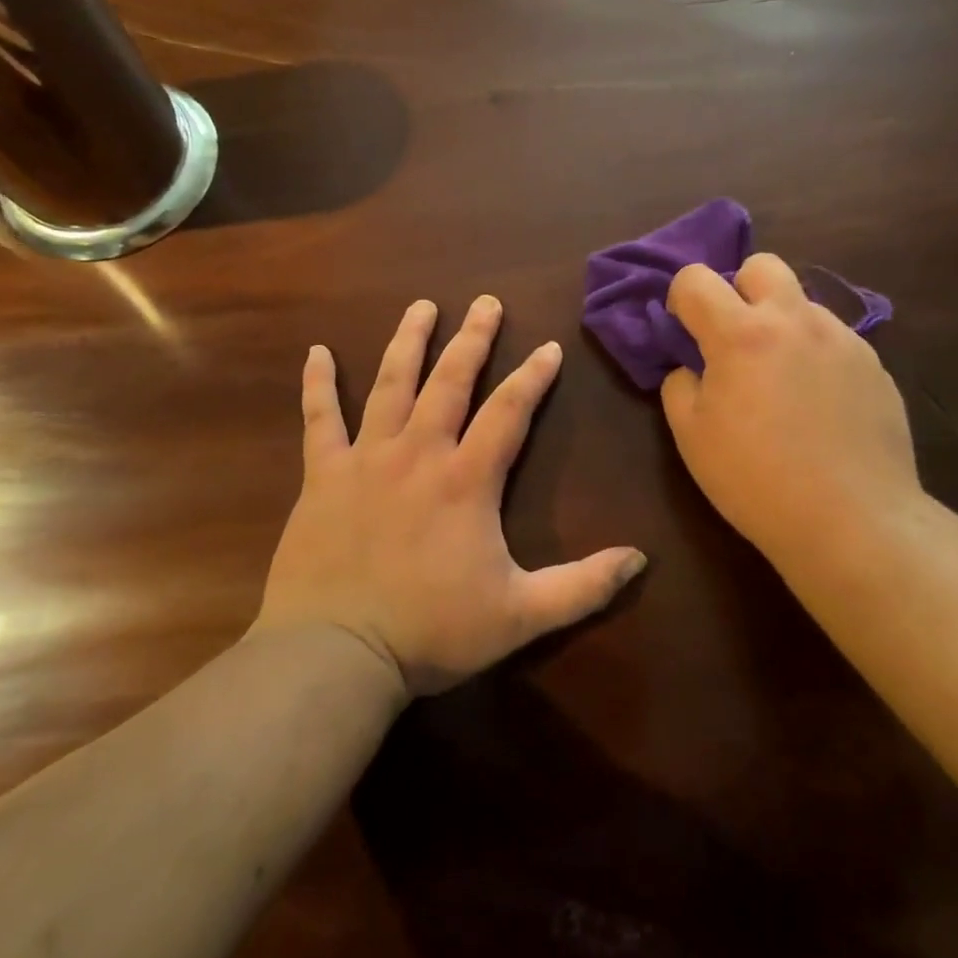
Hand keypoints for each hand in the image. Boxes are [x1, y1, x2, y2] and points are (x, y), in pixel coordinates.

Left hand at [255, 296, 646, 695]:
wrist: (335, 654)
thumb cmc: (430, 632)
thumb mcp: (520, 616)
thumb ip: (582, 587)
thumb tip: (640, 560)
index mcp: (467, 480)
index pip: (509, 412)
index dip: (532, 377)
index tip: (547, 347)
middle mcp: (419, 453)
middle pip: (451, 381)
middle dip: (472, 339)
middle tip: (485, 302)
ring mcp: (366, 459)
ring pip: (391, 385)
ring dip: (408, 342)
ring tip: (422, 307)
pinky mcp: (322, 475)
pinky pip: (319, 419)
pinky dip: (318, 384)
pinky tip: (317, 352)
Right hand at [662, 254, 920, 569]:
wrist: (852, 519)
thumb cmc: (756, 480)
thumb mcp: (692, 437)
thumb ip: (679, 386)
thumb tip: (691, 368)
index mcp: (741, 334)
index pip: (696, 279)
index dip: (680, 298)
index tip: (684, 331)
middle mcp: (794, 321)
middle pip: (763, 265)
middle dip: (740, 289)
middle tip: (736, 339)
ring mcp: (842, 339)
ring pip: (803, 303)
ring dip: (782, 324)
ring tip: (783, 380)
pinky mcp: (874, 364)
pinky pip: (835, 339)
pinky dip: (816, 355)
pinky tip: (819, 404)